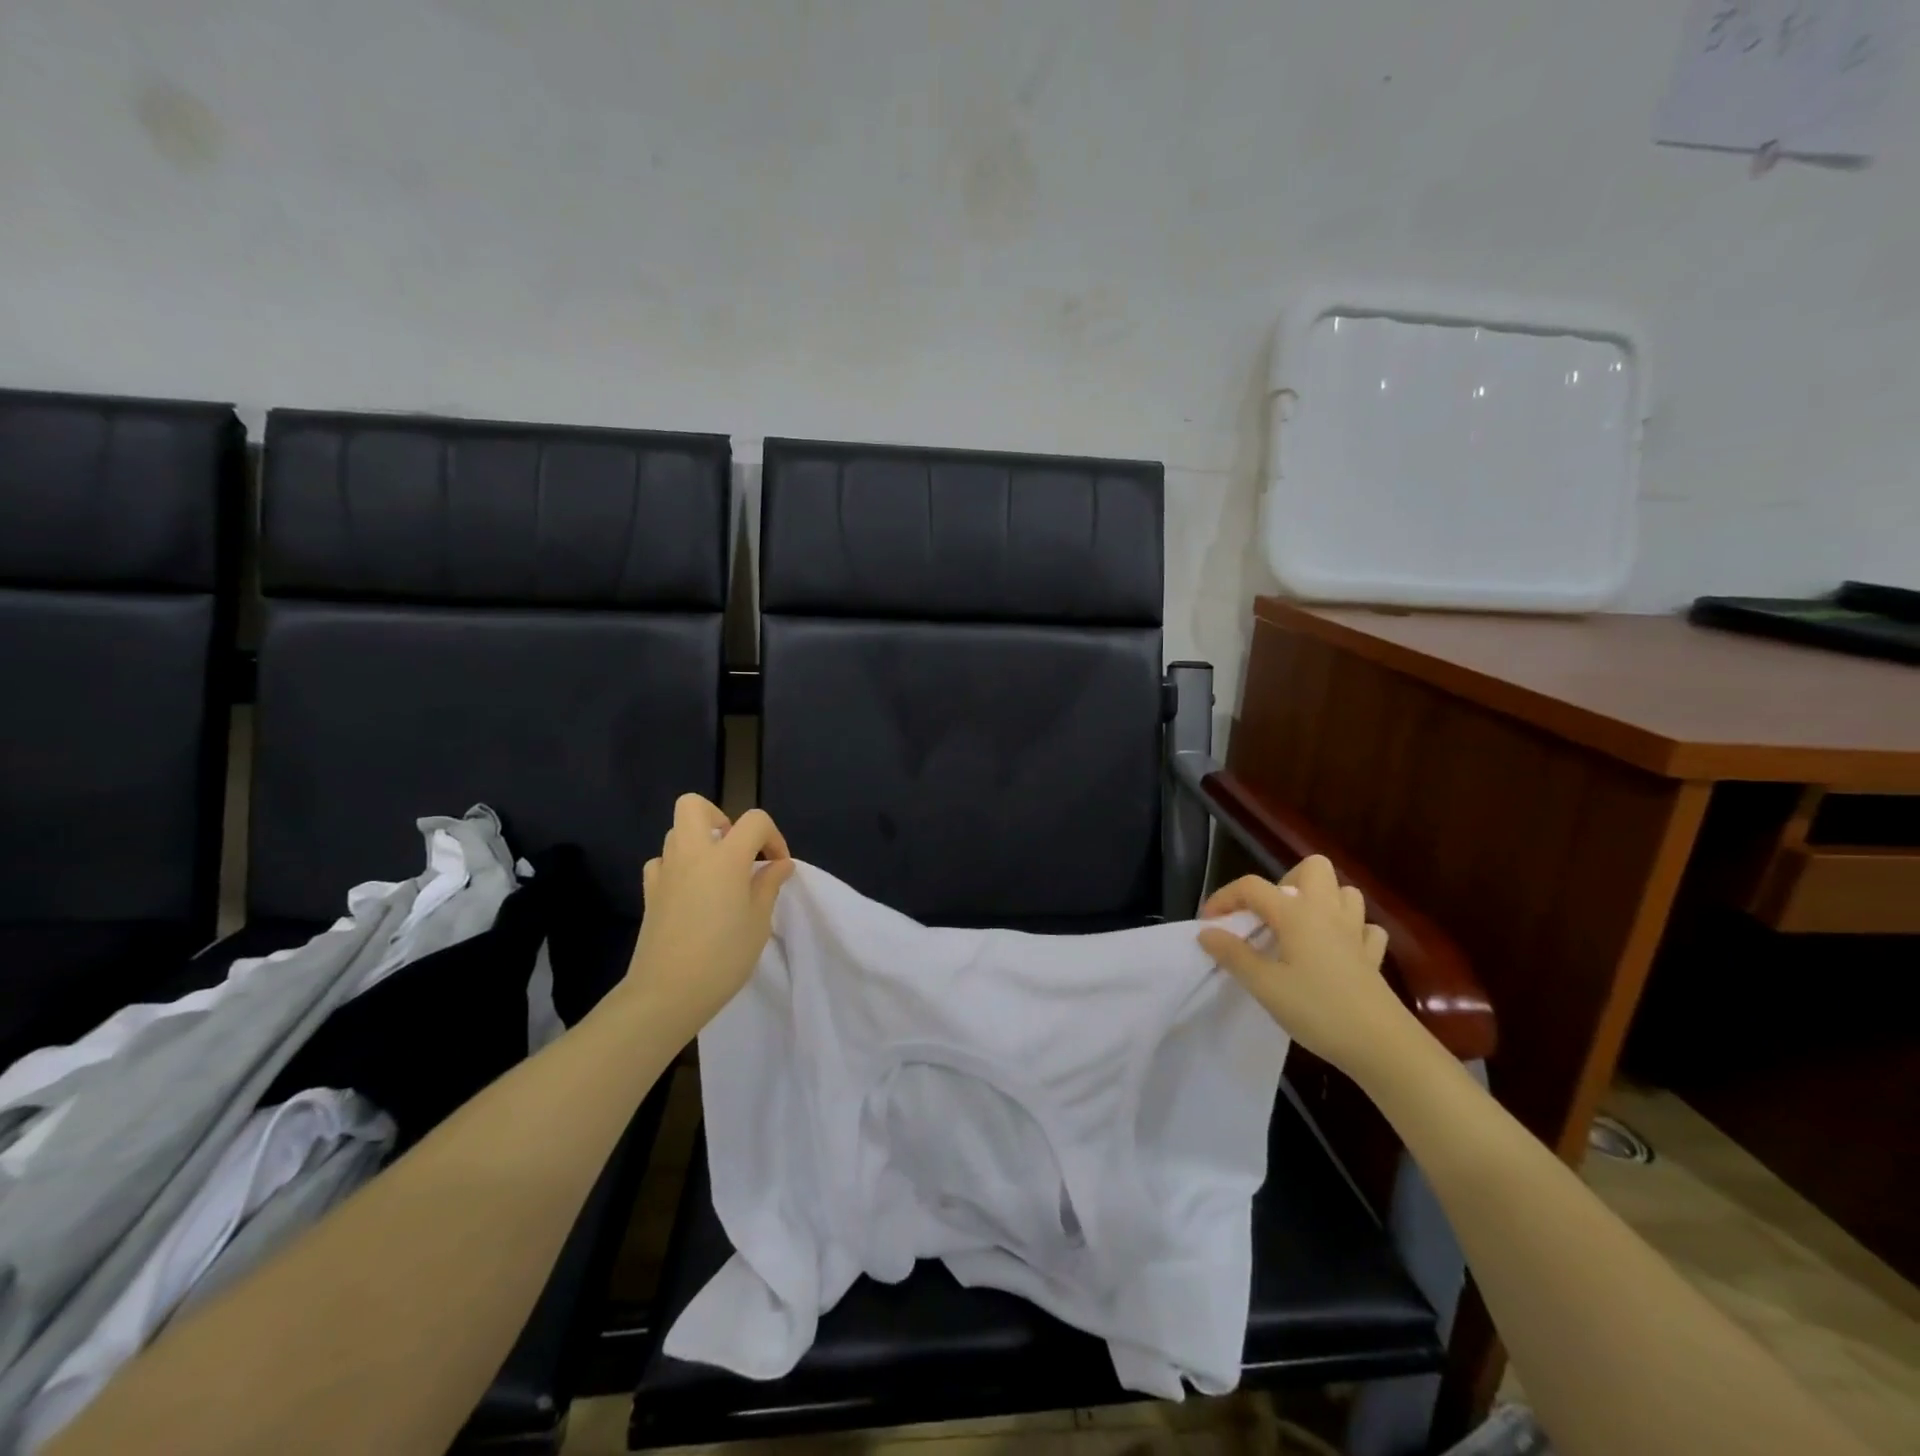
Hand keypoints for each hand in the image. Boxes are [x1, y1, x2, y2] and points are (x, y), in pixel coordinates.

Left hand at [627, 794, 795, 1031]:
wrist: (666, 994)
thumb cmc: (722, 957)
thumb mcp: (758, 922)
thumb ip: (768, 885)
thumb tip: (779, 864)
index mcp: (725, 858)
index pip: (754, 821)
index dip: (773, 837)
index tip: (778, 867)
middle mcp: (691, 854)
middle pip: (695, 806)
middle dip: (721, 818)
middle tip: (738, 850)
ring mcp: (665, 872)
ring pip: (677, 832)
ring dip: (701, 842)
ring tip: (719, 875)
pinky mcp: (649, 893)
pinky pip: (663, 862)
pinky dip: (679, 867)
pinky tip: (692, 892)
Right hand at [1196, 855, 1420, 1080]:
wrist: (1383, 1046)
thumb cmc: (1318, 1011)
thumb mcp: (1265, 986)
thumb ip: (1233, 955)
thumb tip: (1207, 932)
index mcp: (1297, 914)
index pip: (1252, 886)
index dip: (1225, 897)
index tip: (1209, 922)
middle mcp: (1328, 912)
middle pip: (1312, 868)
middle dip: (1285, 882)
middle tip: (1268, 915)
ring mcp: (1356, 932)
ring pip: (1343, 892)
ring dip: (1320, 901)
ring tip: (1299, 928)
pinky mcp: (1374, 956)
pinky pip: (1364, 927)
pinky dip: (1349, 930)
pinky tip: (1336, 950)